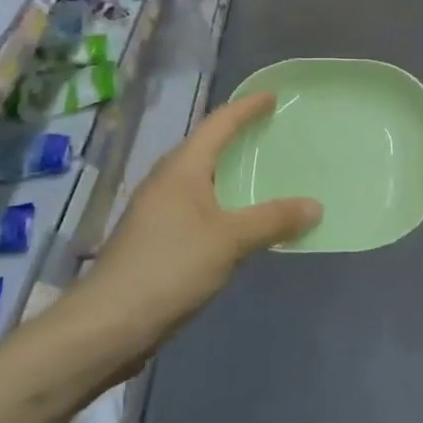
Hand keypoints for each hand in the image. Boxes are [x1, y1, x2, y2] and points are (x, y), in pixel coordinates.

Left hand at [80, 93, 319, 346]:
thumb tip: (315, 205)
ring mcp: (158, 212)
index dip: (246, 107)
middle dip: (238, 136)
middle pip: (207, 147)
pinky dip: (224, 204)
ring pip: (202, 180)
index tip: (272, 97)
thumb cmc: (169, 268)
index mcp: (182, 169)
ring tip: (265, 173)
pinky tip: (242, 221)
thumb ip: (273, 220)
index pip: (218, 123)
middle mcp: (167, 182)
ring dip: (231, 173)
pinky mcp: (157, 240)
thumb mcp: (230, 240)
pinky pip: (199, 207)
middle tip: (274, 133)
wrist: (107, 325)